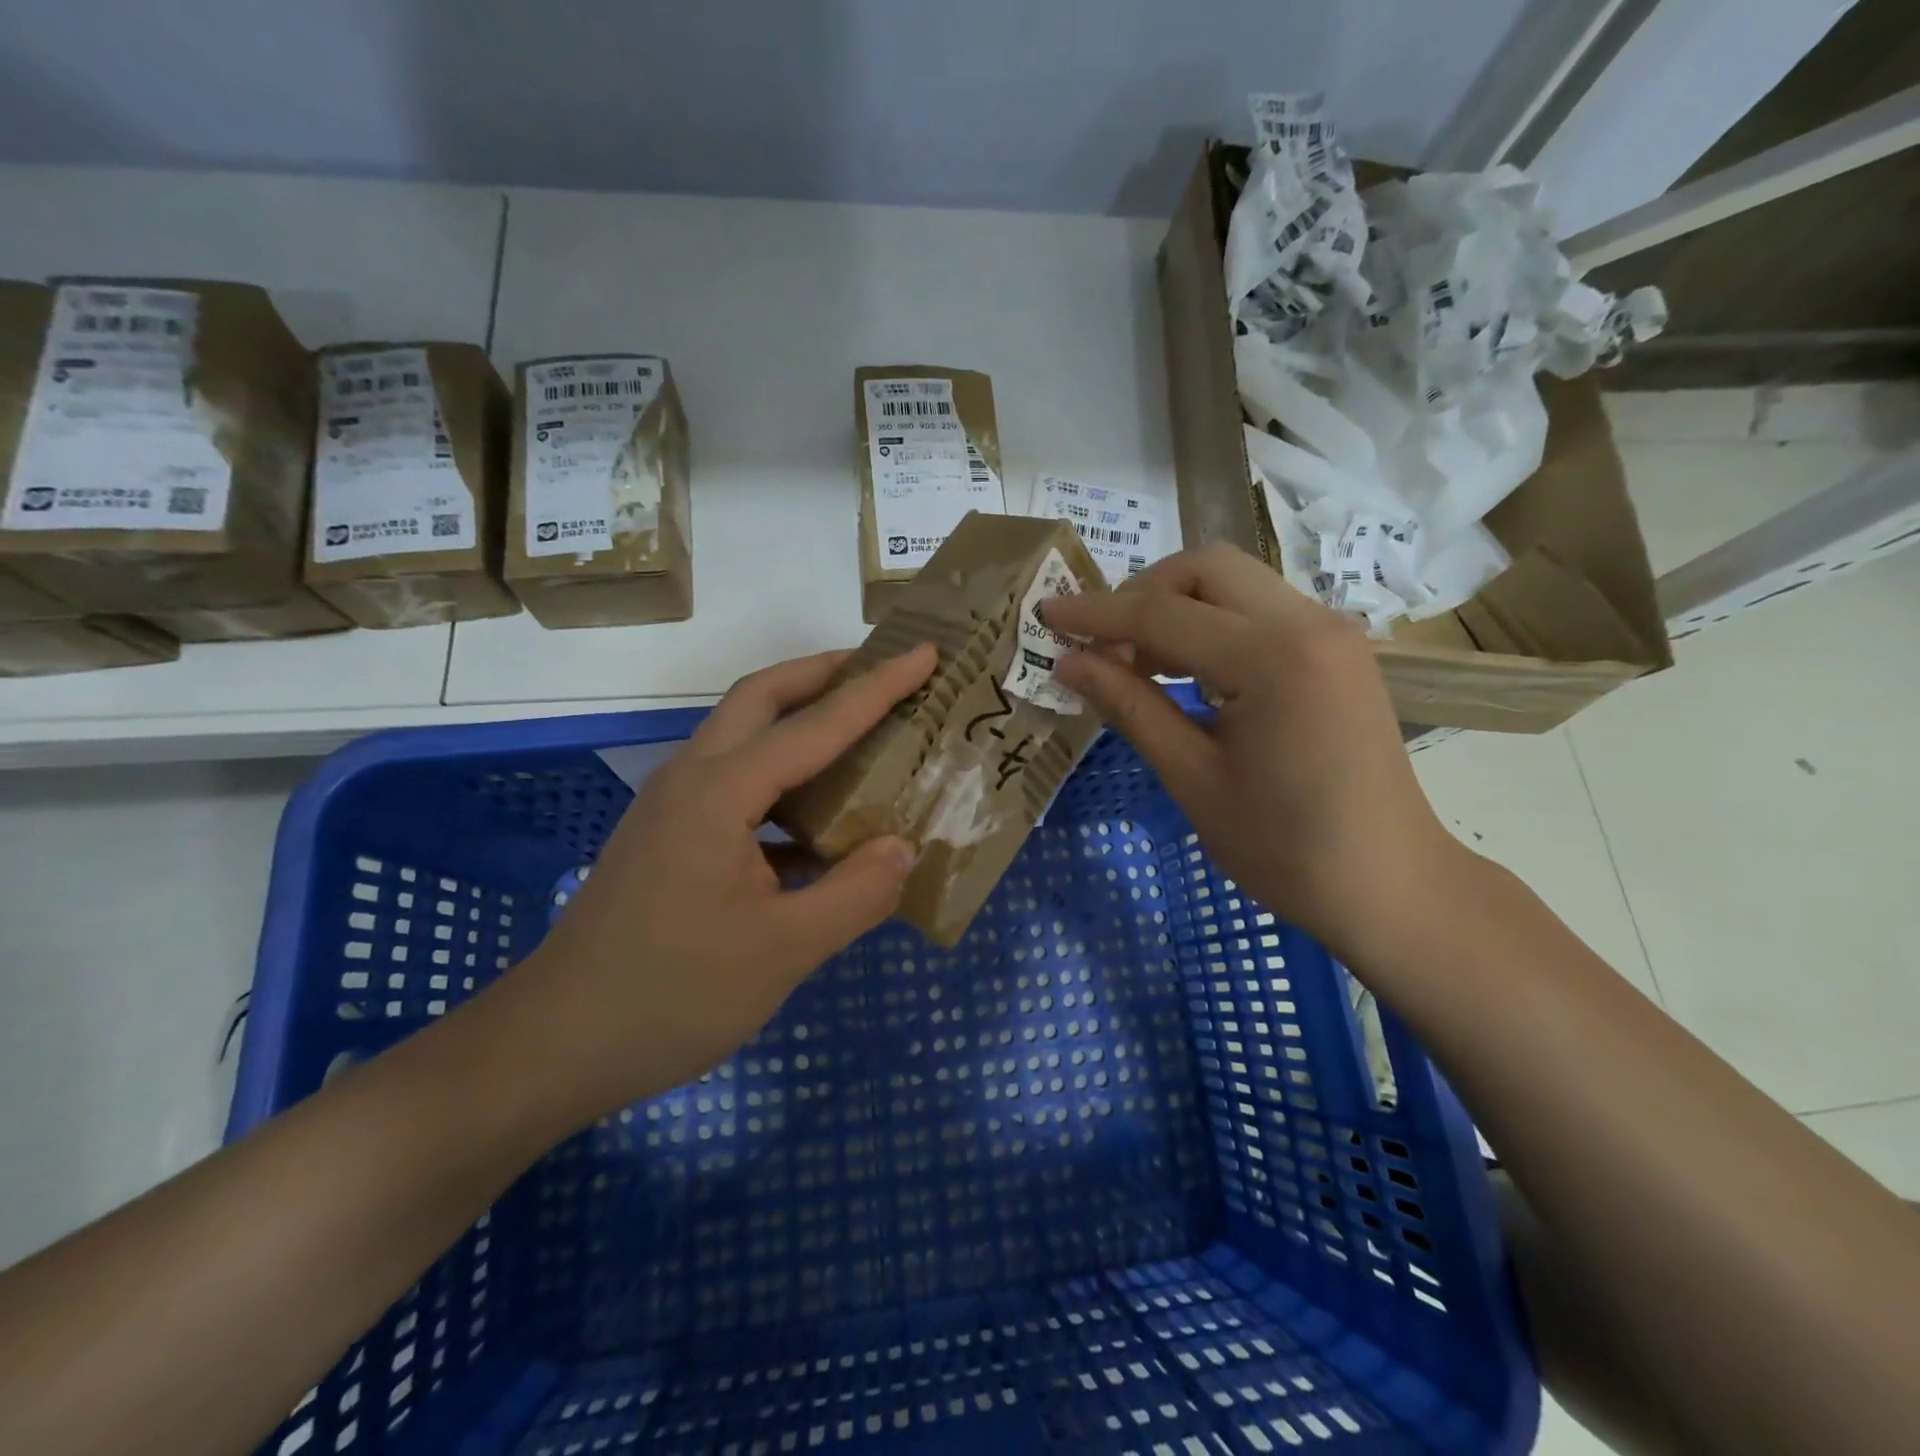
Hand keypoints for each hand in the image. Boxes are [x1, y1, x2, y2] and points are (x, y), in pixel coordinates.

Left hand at [509, 645, 937, 1119]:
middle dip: (824, 673)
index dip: (877, 688)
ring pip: (743, 735)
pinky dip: (783, 776)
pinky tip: (818, 818)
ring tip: (859, 728)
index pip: (816, 725)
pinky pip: (736, 783)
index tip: (925, 652)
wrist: (558, 1042)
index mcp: (720, 792)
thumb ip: (855, 894)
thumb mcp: (783, 951)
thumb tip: (902, 848)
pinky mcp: (670, 837)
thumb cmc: (673, 994)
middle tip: (882, 670)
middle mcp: (693, 779)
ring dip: (799, 718)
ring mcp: (674, 807)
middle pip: (761, 697)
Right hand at [1041, 543, 1463, 960]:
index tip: (1046, 615)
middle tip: (1102, 646)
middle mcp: (1309, 623)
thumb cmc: (1285, 848)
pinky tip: (1187, 671)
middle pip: (1206, 568)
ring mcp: (1331, 632)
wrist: (1389, 884)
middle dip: (1141, 594)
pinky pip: (1260, 609)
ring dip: (1176, 607)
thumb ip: (1130, 707)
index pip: (1163, 614)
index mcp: (1274, 659)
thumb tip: (1068, 663)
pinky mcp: (1337, 650)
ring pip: (1235, 582)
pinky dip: (1212, 624)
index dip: (1096, 614)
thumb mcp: (1193, 779)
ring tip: (1136, 662)